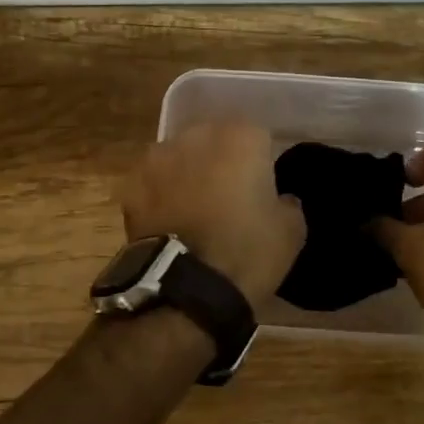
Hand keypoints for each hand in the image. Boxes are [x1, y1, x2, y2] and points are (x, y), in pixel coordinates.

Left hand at [116, 121, 305, 306]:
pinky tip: (170, 221)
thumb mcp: (292, 231)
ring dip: (188, 174)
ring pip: (181, 157)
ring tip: (195, 209)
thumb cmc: (247, 251)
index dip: (261, 161)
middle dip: (221, 161)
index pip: (257, 137)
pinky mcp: (132, 183)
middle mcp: (197, 135)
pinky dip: (161, 195)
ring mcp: (159, 156)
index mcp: (241, 137)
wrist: (188, 288)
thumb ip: (288, 203)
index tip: (262, 187)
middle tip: (229, 197)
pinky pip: (154, 181)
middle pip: (214, 141)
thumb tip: (280, 199)